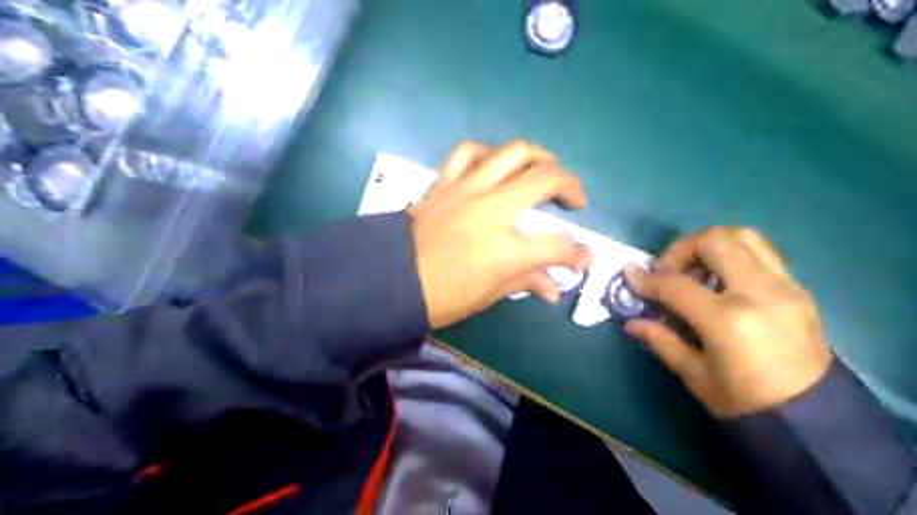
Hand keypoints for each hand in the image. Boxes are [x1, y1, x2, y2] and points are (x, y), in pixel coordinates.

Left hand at [410, 138, 595, 328]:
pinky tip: (496, 165)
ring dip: (538, 157)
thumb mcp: (488, 295)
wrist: (389, 280)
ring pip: (513, 153)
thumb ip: (526, 282)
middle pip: (545, 179)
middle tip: (574, 199)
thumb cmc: (441, 297)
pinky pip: (469, 152)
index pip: (557, 245)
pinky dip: (489, 154)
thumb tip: (554, 289)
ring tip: (545, 171)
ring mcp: (466, 190)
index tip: (584, 257)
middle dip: (571, 186)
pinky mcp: (445, 182)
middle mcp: (491, 210)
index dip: (578, 253)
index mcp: (504, 249)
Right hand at [624, 228, 832, 418]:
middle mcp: (759, 293)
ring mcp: (785, 287)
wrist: (814, 420)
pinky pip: (761, 253)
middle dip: (681, 249)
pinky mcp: (798, 289)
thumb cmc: (745, 404)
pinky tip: (720, 281)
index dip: (647, 280)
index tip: (631, 277)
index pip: (677, 285)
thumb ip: (661, 340)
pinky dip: (733, 255)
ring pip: (743, 237)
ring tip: (694, 271)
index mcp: (728, 321)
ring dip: (709, 246)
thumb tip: (631, 322)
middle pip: (714, 241)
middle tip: (667, 271)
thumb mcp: (695, 375)